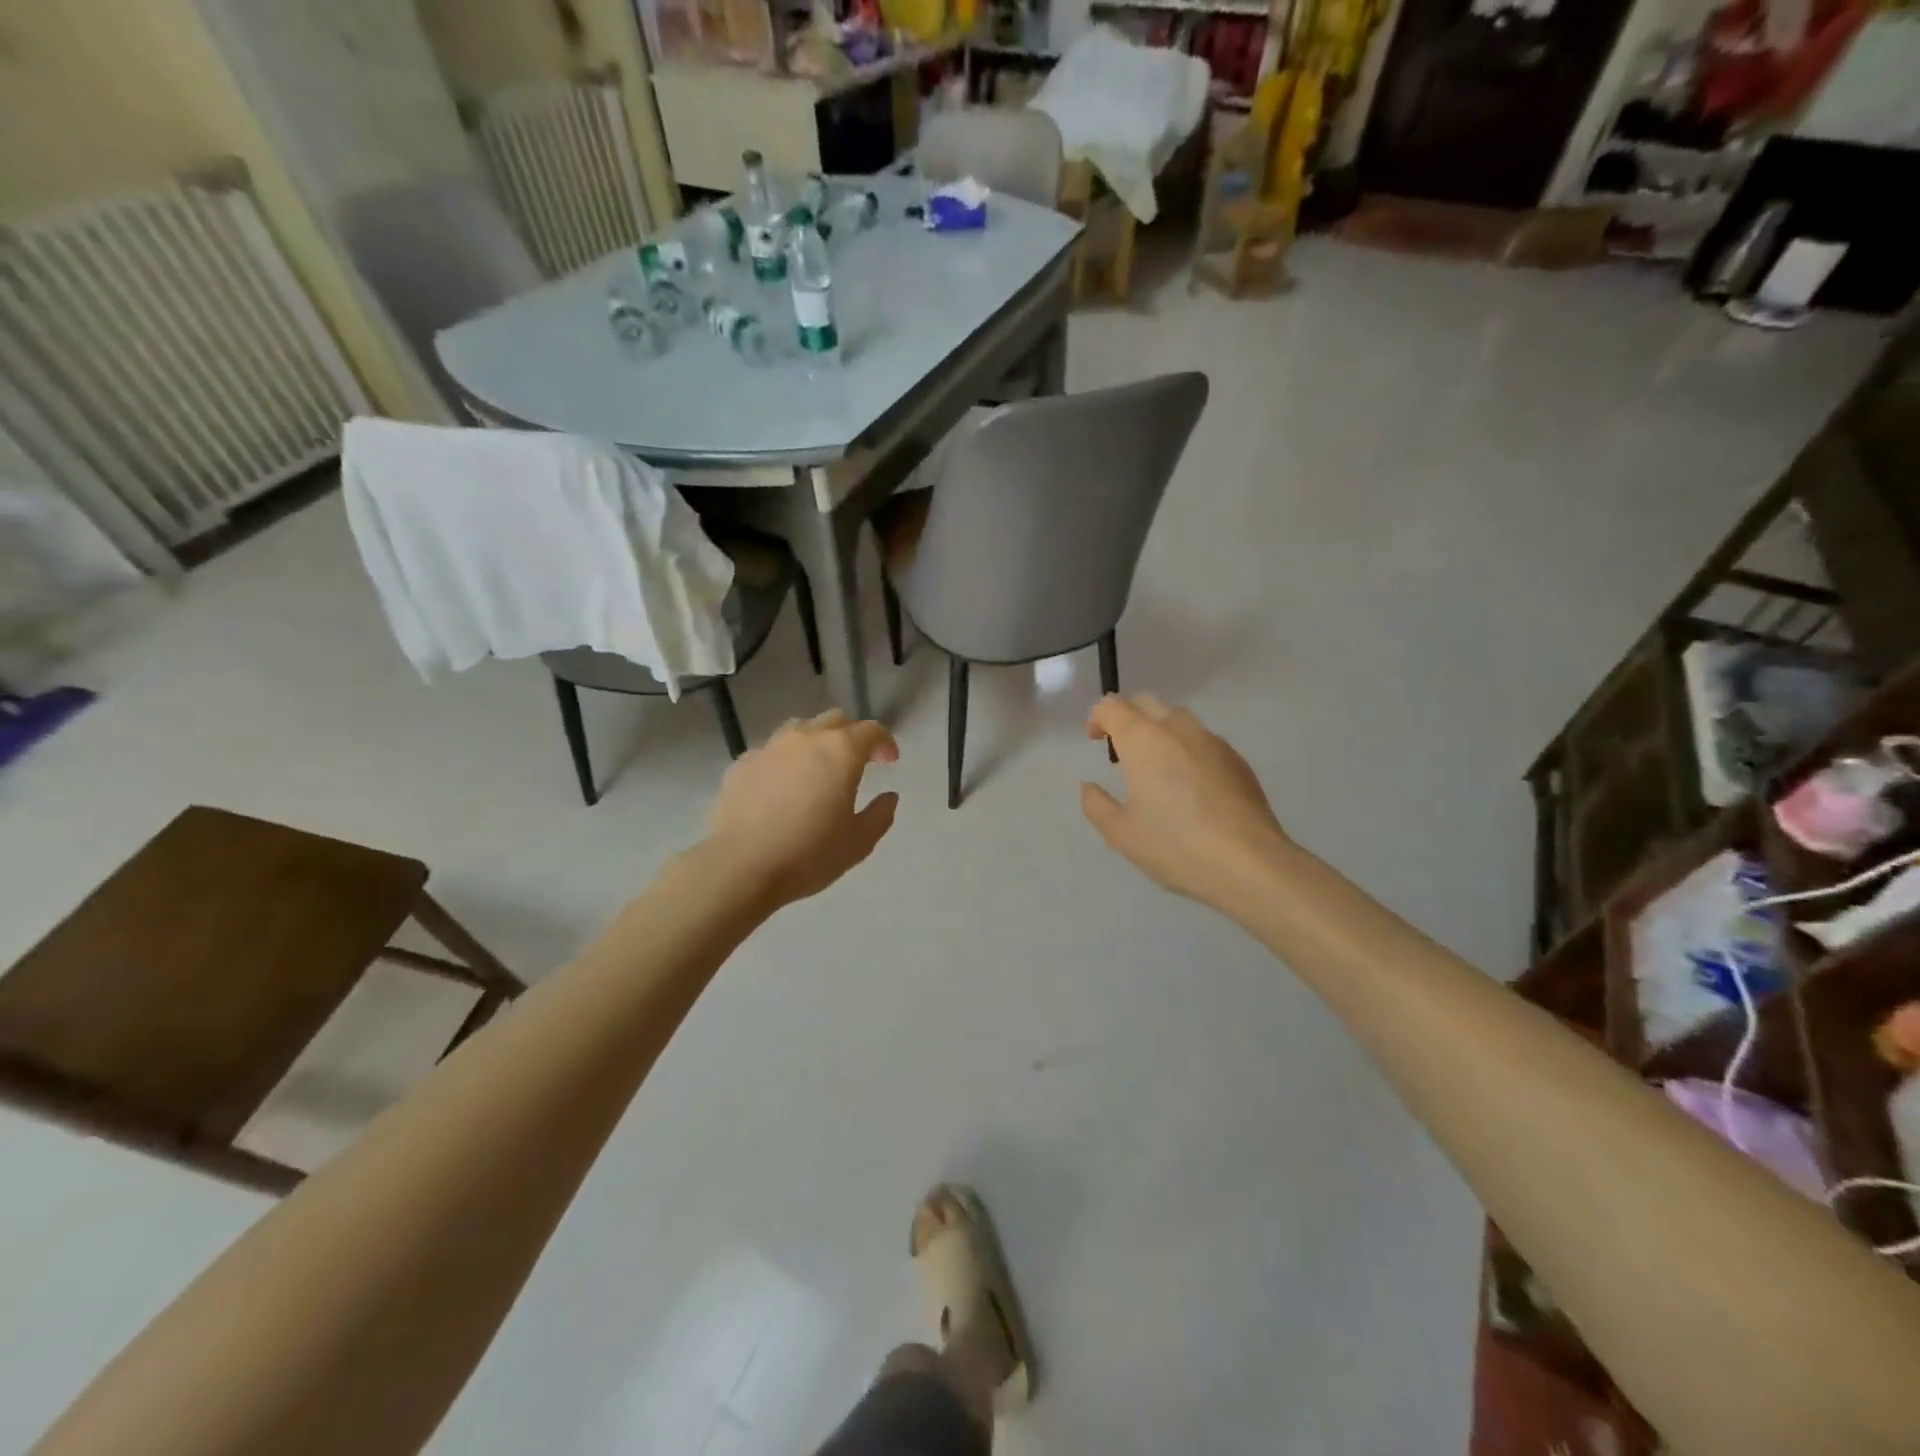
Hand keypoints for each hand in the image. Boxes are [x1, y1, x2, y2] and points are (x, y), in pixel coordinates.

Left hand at [706, 709, 900, 907]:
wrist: (740, 866)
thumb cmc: (809, 854)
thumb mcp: (859, 842)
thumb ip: (880, 814)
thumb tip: (888, 797)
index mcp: (840, 751)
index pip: (871, 730)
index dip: (884, 743)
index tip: (889, 762)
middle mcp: (805, 738)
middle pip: (836, 720)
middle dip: (852, 735)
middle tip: (858, 761)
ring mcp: (770, 748)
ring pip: (800, 729)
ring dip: (817, 741)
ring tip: (818, 768)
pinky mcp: (742, 764)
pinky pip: (771, 751)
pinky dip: (785, 761)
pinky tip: (783, 786)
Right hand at [1081, 695, 1291, 910]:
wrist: (1249, 862)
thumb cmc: (1176, 846)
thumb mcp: (1121, 834)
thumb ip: (1097, 805)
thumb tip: (1089, 787)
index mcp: (1143, 740)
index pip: (1113, 706)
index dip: (1098, 717)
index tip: (1094, 740)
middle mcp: (1177, 729)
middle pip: (1146, 703)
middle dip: (1127, 717)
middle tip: (1119, 748)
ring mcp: (1212, 741)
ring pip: (1177, 719)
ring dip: (1158, 730)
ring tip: (1154, 765)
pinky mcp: (1236, 759)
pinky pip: (1201, 740)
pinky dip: (1185, 748)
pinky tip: (1188, 784)